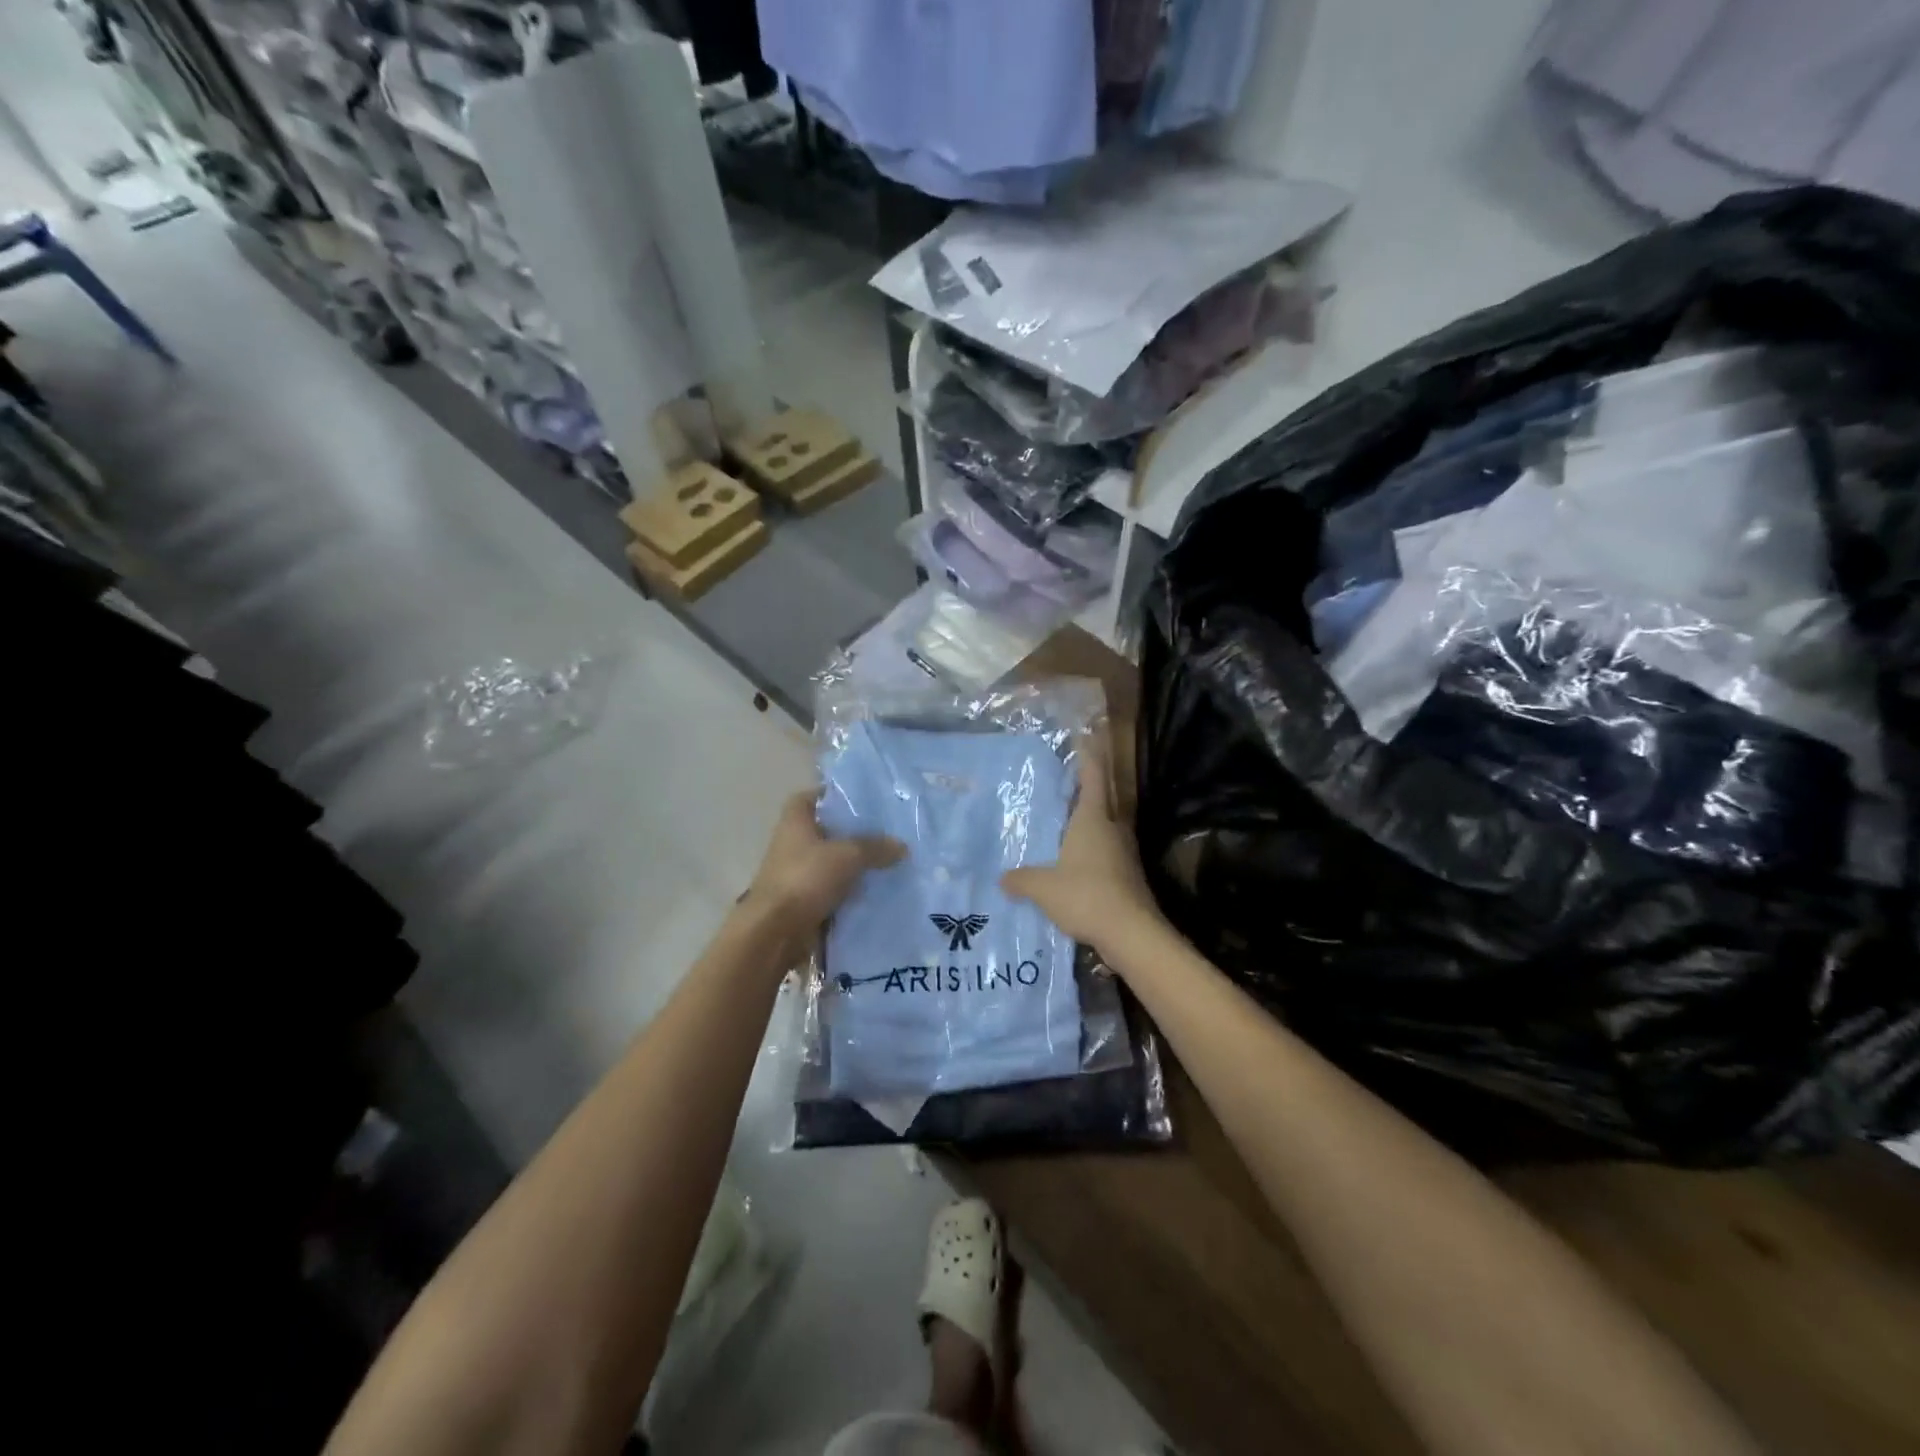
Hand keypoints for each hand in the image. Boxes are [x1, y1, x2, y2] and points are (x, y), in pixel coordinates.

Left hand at [738, 791, 903, 957]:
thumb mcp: (847, 855)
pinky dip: (851, 890)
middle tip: (886, 831)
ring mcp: (797, 873)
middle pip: (827, 830)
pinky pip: (834, 889)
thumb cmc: (805, 879)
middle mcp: (793, 843)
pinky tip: (877, 890)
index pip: (812, 797)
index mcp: (795, 821)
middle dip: (854, 832)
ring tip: (889, 860)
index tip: (862, 800)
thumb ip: (875, 847)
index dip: (833, 795)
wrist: (775, 932)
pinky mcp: (804, 900)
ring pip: (832, 862)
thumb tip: (902, 846)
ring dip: (855, 864)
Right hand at [1001, 728, 1164, 956]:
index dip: (1088, 757)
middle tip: (1069, 787)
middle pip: (1104, 802)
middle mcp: (1113, 830)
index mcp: (1093, 820)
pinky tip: (1079, 870)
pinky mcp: (1131, 878)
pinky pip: (1109, 857)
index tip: (1086, 737)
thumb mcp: (1043, 888)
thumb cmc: (1085, 895)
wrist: (1132, 933)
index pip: (1093, 779)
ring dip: (1093, 827)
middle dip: (1090, 792)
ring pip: (1108, 831)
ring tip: (1069, 830)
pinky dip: (1095, 856)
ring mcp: (1126, 855)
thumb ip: (1022, 880)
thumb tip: (1002, 879)